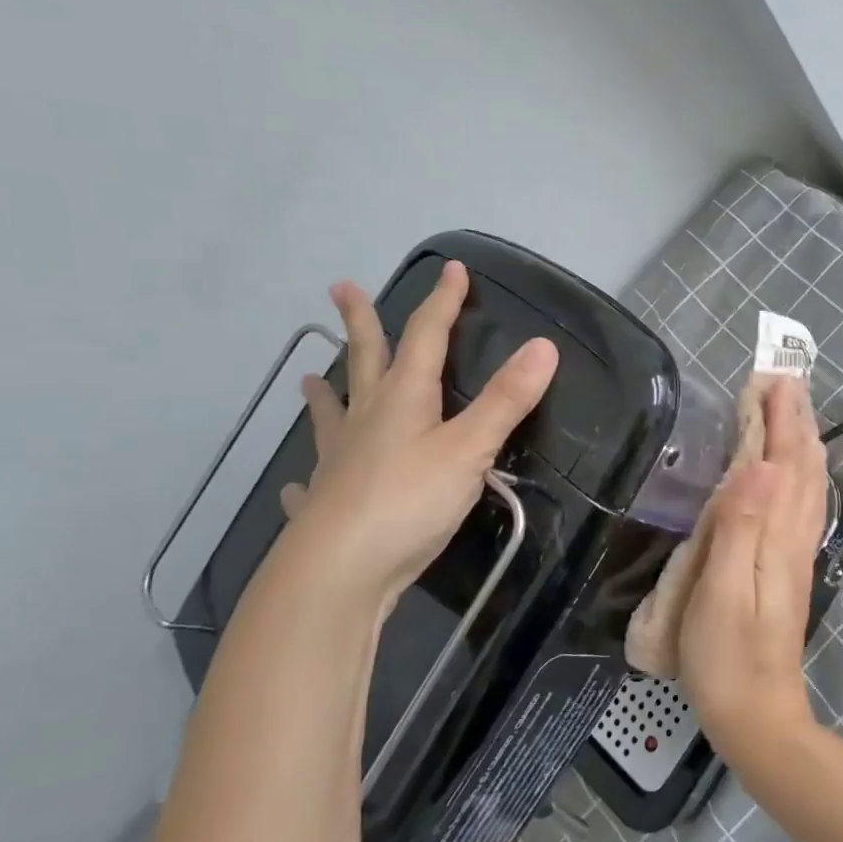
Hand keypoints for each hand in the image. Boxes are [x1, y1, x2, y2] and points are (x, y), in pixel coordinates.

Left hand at [278, 264, 557, 619]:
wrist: (340, 572)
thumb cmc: (409, 502)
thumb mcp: (470, 449)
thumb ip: (507, 401)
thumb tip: (544, 345)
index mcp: (403, 399)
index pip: (425, 337)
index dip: (443, 303)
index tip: (453, 270)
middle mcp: (366, 421)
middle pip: (366, 360)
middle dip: (361, 323)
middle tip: (341, 289)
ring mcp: (339, 462)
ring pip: (332, 416)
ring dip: (324, 395)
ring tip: (308, 378)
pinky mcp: (326, 505)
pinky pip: (314, 482)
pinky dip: (308, 478)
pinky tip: (298, 484)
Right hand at [677, 377, 829, 762]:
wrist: (757, 715)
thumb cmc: (727, 657)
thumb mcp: (722, 592)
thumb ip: (740, 527)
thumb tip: (759, 464)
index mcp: (777, 538)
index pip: (784, 464)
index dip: (780, 420)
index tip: (774, 378)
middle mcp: (795, 539)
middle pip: (804, 468)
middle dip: (797, 421)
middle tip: (787, 380)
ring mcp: (796, 555)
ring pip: (809, 486)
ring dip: (803, 443)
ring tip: (796, 411)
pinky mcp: (788, 570)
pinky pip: (803, 507)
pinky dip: (802, 475)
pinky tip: (797, 472)